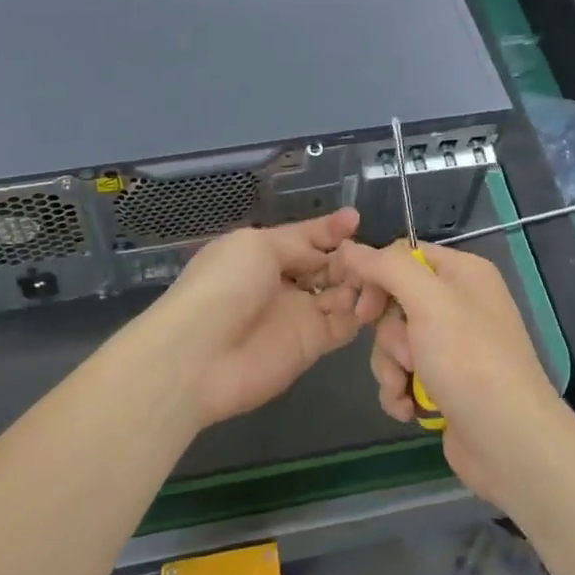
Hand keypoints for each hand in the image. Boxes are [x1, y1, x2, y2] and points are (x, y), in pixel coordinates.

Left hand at [146, 208, 368, 427]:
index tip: (356, 219)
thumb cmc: (224, 286)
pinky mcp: (313, 344)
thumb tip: (329, 249)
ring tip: (376, 272)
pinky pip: (345, 323)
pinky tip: (374, 297)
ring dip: (359, 281)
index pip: (304, 237)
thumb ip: (299, 244)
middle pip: (327, 265)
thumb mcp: (257, 246)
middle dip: (349, 255)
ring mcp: (299, 313)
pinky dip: (361, 311)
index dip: (329, 229)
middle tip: (371, 251)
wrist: (199, 355)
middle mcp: (283, 282)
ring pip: (341, 292)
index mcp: (263, 253)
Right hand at [327, 240, 571, 510]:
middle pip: (395, 301)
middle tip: (404, 354)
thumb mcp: (428, 301)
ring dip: (391, 366)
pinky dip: (399, 389)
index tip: (363, 308)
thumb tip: (349, 248)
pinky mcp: (443, 381)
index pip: (404, 255)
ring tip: (406, 388)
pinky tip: (408, 409)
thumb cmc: (469, 360)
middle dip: (389, 334)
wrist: (509, 442)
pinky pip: (403, 372)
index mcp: (463, 272)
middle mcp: (459, 303)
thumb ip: (386, 268)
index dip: (377, 277)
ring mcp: (452, 345)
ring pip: (394, 341)